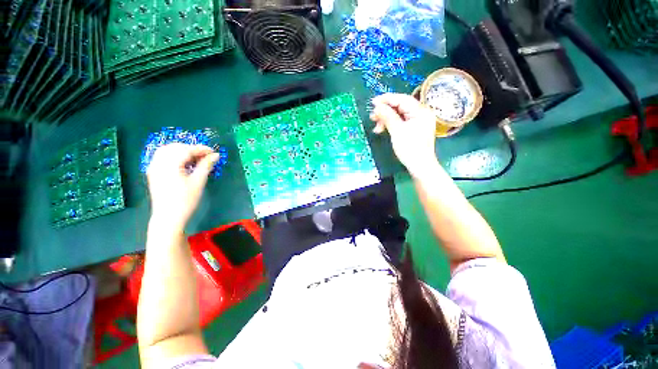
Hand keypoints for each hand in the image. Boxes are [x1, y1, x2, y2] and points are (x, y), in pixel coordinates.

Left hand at [146, 143, 218, 230]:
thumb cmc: (185, 200)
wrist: (168, 217)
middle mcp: (158, 163)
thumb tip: (216, 155)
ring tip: (195, 158)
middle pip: (175, 147)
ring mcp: (153, 167)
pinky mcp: (153, 172)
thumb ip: (206, 165)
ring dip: (182, 150)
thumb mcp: (198, 182)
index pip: (186, 150)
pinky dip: (174, 155)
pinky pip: (162, 157)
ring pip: (167, 150)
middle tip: (205, 155)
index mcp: (170, 165)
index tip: (213, 151)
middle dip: (191, 148)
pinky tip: (184, 162)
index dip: (201, 149)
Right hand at [370, 93, 438, 176]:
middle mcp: (421, 113)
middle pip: (400, 106)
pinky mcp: (414, 127)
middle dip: (385, 111)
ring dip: (386, 119)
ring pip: (399, 114)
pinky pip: (401, 121)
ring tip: (376, 127)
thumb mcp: (397, 131)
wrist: (420, 166)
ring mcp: (418, 120)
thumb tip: (377, 106)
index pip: (402, 99)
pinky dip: (391, 124)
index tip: (373, 102)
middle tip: (372, 117)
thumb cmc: (410, 149)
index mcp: (420, 111)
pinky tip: (383, 129)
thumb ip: (387, 116)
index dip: (386, 99)